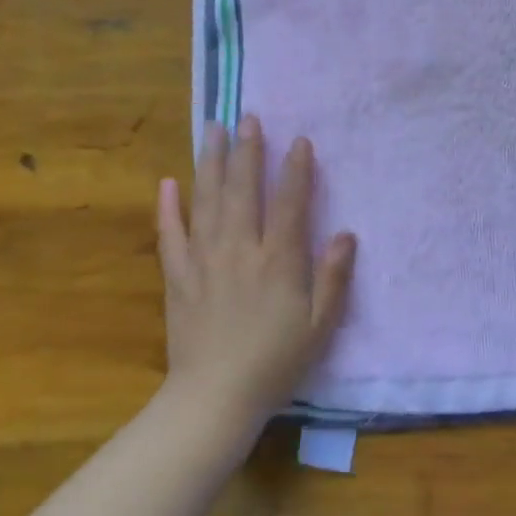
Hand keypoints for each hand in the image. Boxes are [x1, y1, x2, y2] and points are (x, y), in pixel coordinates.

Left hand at [157, 114, 355, 458]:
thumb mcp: (320, 325)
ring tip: (212, 131)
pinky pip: (171, 234)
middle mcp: (240, 250)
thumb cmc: (276, 362)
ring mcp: (204, 261)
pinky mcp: (178, 277)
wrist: (215, 397)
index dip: (297, 170)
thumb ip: (333, 277)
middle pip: (244, 190)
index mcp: (279, 261)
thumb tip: (346, 233)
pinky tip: (168, 183)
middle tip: (248, 118)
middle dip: (248, 152)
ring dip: (210, 163)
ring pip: (207, 201)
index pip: (290, 203)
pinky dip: (169, 207)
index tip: (299, 141)